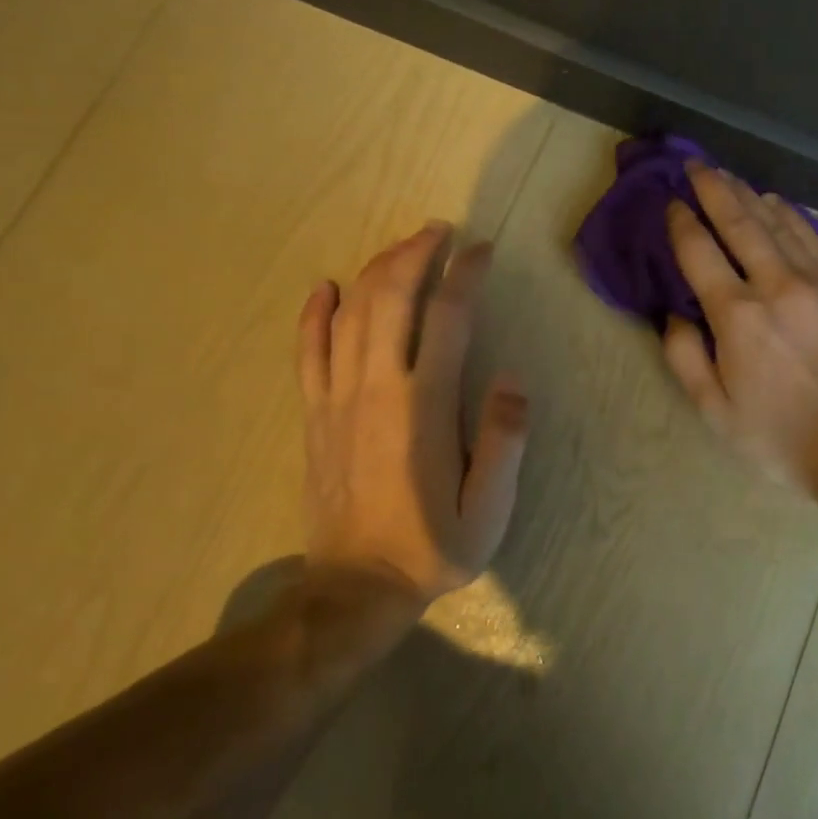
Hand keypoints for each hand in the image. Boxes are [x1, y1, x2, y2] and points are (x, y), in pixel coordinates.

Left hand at [296, 222, 528, 603]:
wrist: (356, 588)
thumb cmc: (435, 545)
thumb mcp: (490, 508)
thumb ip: (504, 440)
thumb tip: (510, 378)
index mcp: (424, 406)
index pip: (447, 318)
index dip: (465, 274)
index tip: (482, 250)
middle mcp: (376, 388)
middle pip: (390, 298)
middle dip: (415, 254)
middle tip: (440, 231)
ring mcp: (337, 398)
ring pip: (350, 313)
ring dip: (376, 270)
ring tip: (403, 247)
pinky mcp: (315, 414)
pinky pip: (307, 350)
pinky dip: (314, 313)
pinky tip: (325, 287)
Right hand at [663, 163, 817, 492]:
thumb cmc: (780, 437)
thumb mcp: (715, 412)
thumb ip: (685, 357)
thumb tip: (674, 313)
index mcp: (738, 318)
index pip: (700, 253)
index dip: (682, 223)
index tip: (672, 203)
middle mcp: (777, 287)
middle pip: (739, 223)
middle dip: (713, 189)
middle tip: (696, 165)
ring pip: (778, 223)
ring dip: (749, 195)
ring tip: (729, 176)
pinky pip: (815, 238)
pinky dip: (791, 215)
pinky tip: (776, 203)